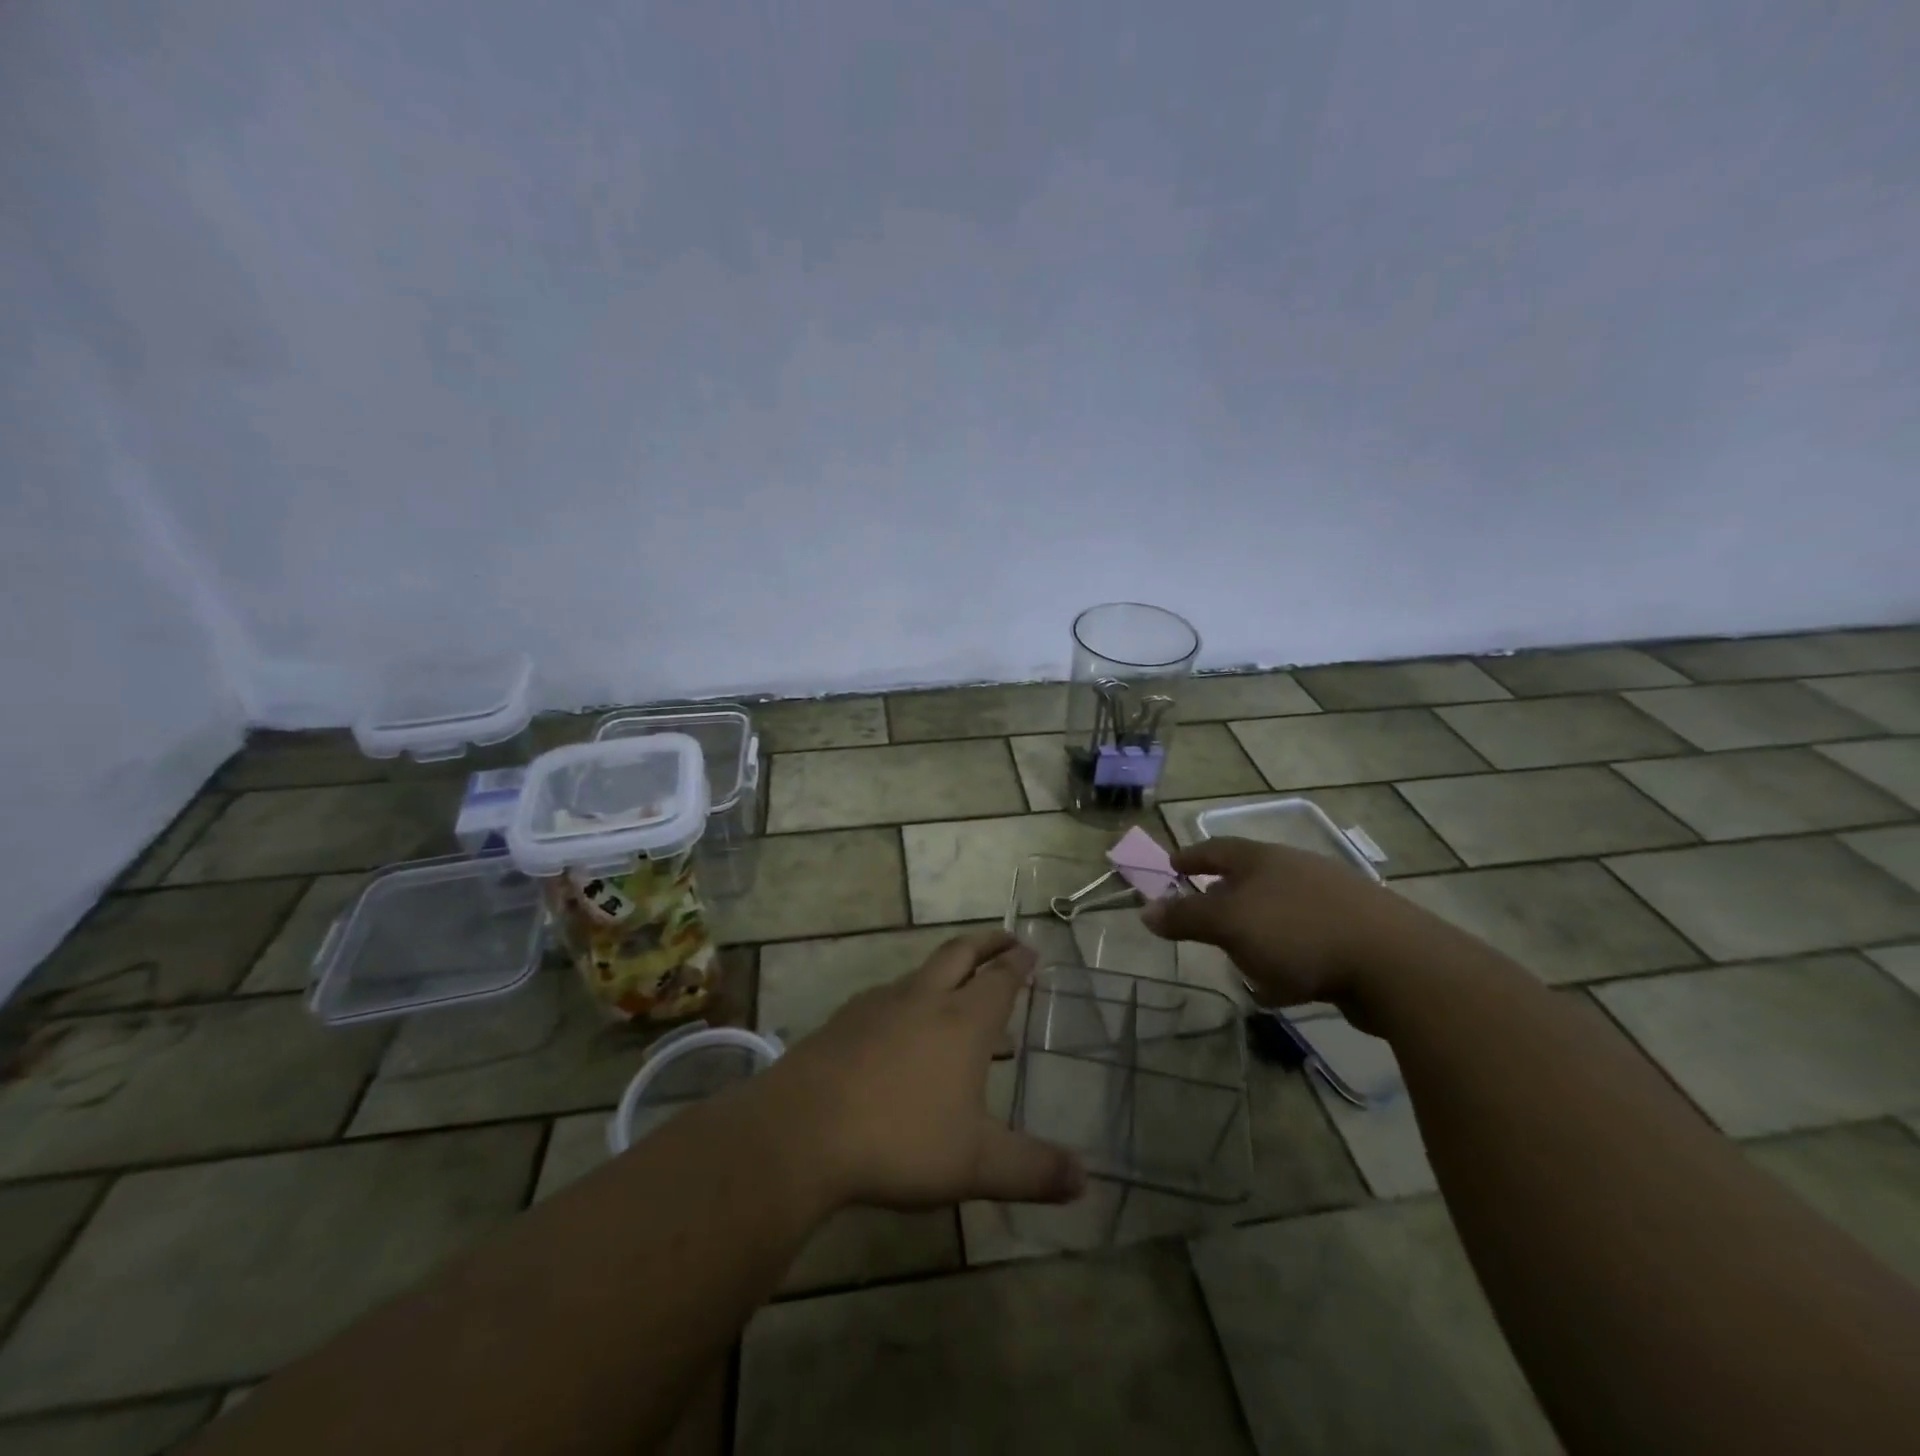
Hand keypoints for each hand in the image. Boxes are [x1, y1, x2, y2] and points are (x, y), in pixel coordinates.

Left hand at [763, 930, 1085, 1211]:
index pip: (1000, 979)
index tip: (1031, 950)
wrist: (803, 1129)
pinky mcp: (844, 1021)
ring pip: (921, 973)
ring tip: (958, 992)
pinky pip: (887, 997)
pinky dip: (908, 999)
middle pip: (960, 953)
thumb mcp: (976, 1165)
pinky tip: (900, 1028)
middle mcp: (924, 999)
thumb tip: (1085, 1181)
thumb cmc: (901, 1140)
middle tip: (1007, 940)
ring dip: (947, 972)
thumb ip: (1032, 1171)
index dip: (1019, 964)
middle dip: (987, 943)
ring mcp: (879, 1005)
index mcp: (963, 1021)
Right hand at [1141, 837, 1422, 1012]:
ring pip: (1279, 910)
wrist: (1396, 964)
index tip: (1172, 865)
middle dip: (1224, 894)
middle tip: (1202, 913)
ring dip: (1256, 929)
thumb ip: (1186, 918)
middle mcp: (1297, 870)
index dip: (1191, 856)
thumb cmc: (1298, 932)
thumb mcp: (1229, 924)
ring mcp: (1332, 900)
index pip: (1217, 848)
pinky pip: (1306, 941)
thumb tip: (1144, 911)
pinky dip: (1286, 956)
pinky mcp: (1357, 934)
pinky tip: (1282, 985)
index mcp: (1264, 859)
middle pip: (1251, 876)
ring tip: (1239, 955)